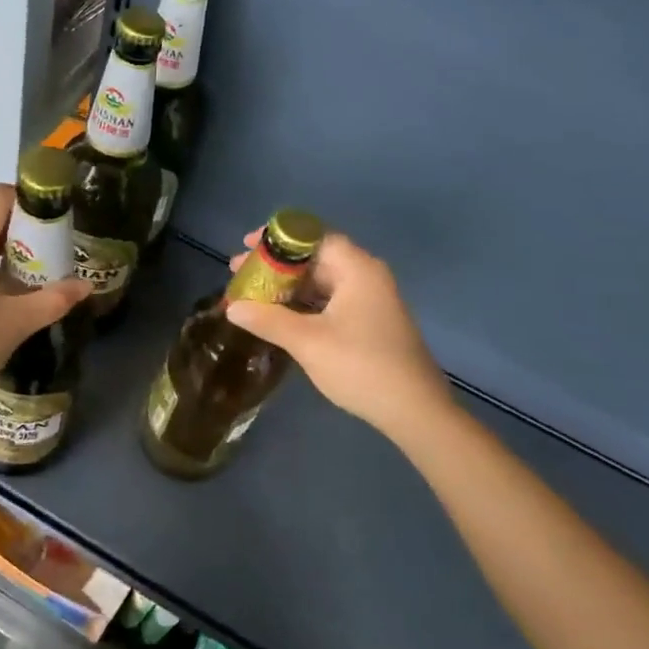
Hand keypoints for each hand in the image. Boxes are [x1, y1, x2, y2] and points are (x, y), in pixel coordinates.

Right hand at [225, 230, 452, 441]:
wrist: (415, 411)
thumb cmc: (361, 366)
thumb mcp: (307, 342)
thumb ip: (268, 320)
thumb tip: (233, 307)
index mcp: (357, 269)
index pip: (312, 237)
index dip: (277, 239)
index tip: (246, 245)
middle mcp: (366, 276)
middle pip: (316, 258)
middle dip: (277, 265)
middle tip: (241, 274)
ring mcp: (372, 300)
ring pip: (323, 282)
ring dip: (289, 287)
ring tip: (254, 296)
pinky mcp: (371, 322)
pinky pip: (332, 301)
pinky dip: (305, 304)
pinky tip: (281, 317)